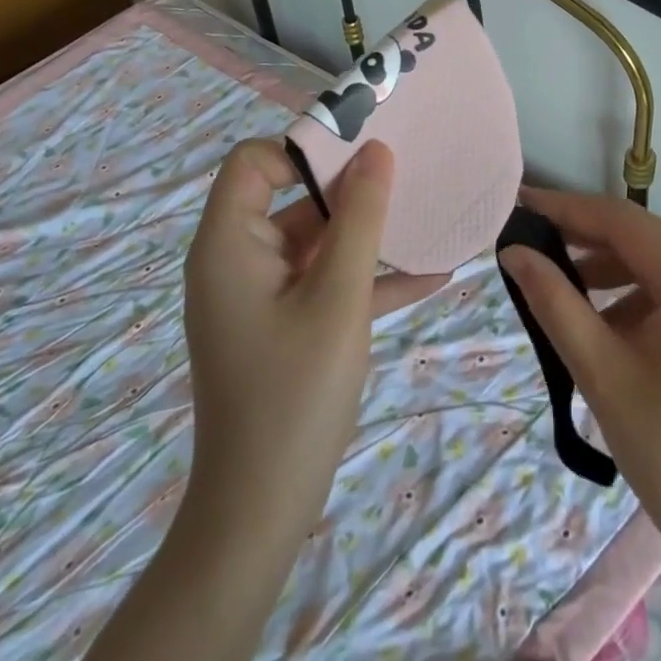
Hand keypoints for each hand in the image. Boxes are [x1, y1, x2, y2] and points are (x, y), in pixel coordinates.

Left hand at [183, 137, 395, 539]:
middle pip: (289, 196)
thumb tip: (377, 150)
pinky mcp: (280, 324)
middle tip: (407, 174)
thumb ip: (360, 217)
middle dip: (349, 188)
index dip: (303, 148)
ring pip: (314, 240)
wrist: (261, 512)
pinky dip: (365, 276)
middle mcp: (236, 260)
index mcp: (228, 244)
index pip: (253, 161)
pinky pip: (323, 281)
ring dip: (366, 233)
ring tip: (426, 217)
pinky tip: (431, 276)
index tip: (362, 152)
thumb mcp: (339, 297)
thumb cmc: (296, 394)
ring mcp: (259, 295)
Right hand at [498, 187, 660, 588]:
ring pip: (660, 265)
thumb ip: (554, 302)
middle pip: (643, 239)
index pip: (623, 221)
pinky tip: (608, 325)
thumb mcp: (603, 374)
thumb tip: (514, 252)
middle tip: (531, 246)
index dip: (567, 209)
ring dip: (610, 272)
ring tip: (561, 290)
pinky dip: (639, 297)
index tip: (520, 205)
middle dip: (585, 241)